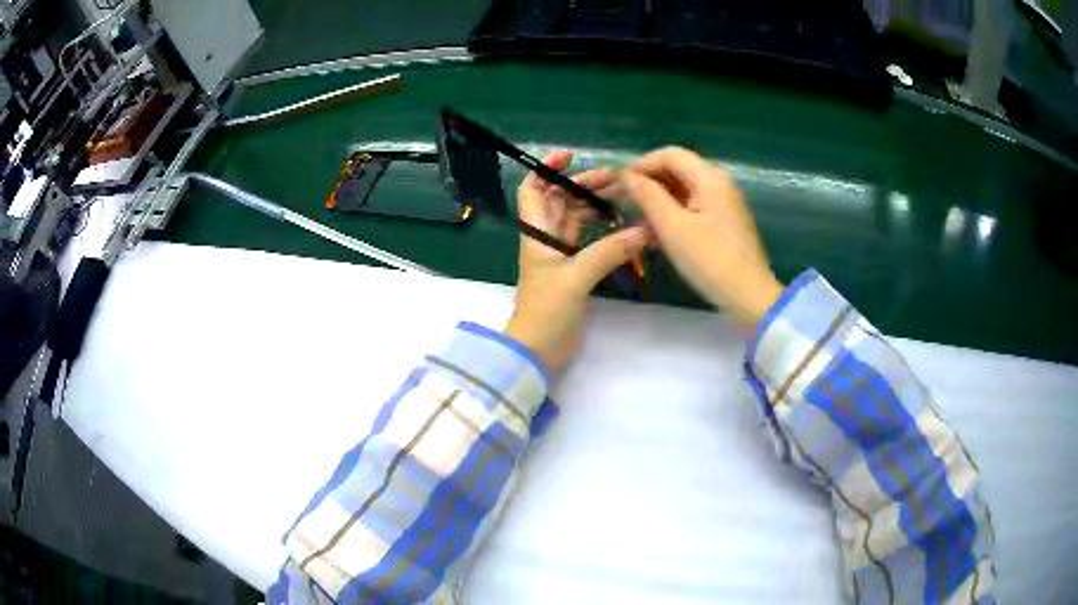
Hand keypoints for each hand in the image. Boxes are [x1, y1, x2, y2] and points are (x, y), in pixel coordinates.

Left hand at [505, 151, 650, 371]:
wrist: (537, 351)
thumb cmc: (546, 311)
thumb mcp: (576, 277)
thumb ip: (609, 252)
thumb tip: (644, 231)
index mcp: (537, 233)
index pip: (533, 191)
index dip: (546, 170)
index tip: (570, 156)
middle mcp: (546, 240)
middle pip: (561, 201)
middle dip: (584, 186)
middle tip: (617, 181)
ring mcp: (560, 257)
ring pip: (577, 221)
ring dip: (596, 208)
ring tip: (625, 199)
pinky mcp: (574, 273)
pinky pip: (589, 243)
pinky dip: (605, 233)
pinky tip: (625, 228)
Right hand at [619, 147, 781, 329]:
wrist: (750, 298)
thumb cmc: (710, 261)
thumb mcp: (673, 227)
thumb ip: (647, 195)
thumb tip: (625, 175)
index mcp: (709, 178)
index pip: (668, 155)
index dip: (640, 165)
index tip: (617, 185)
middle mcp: (719, 183)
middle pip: (676, 170)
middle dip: (646, 182)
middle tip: (620, 201)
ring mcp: (724, 204)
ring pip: (683, 191)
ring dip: (657, 199)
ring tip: (632, 218)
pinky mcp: (724, 223)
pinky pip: (692, 208)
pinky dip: (671, 213)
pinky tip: (654, 232)